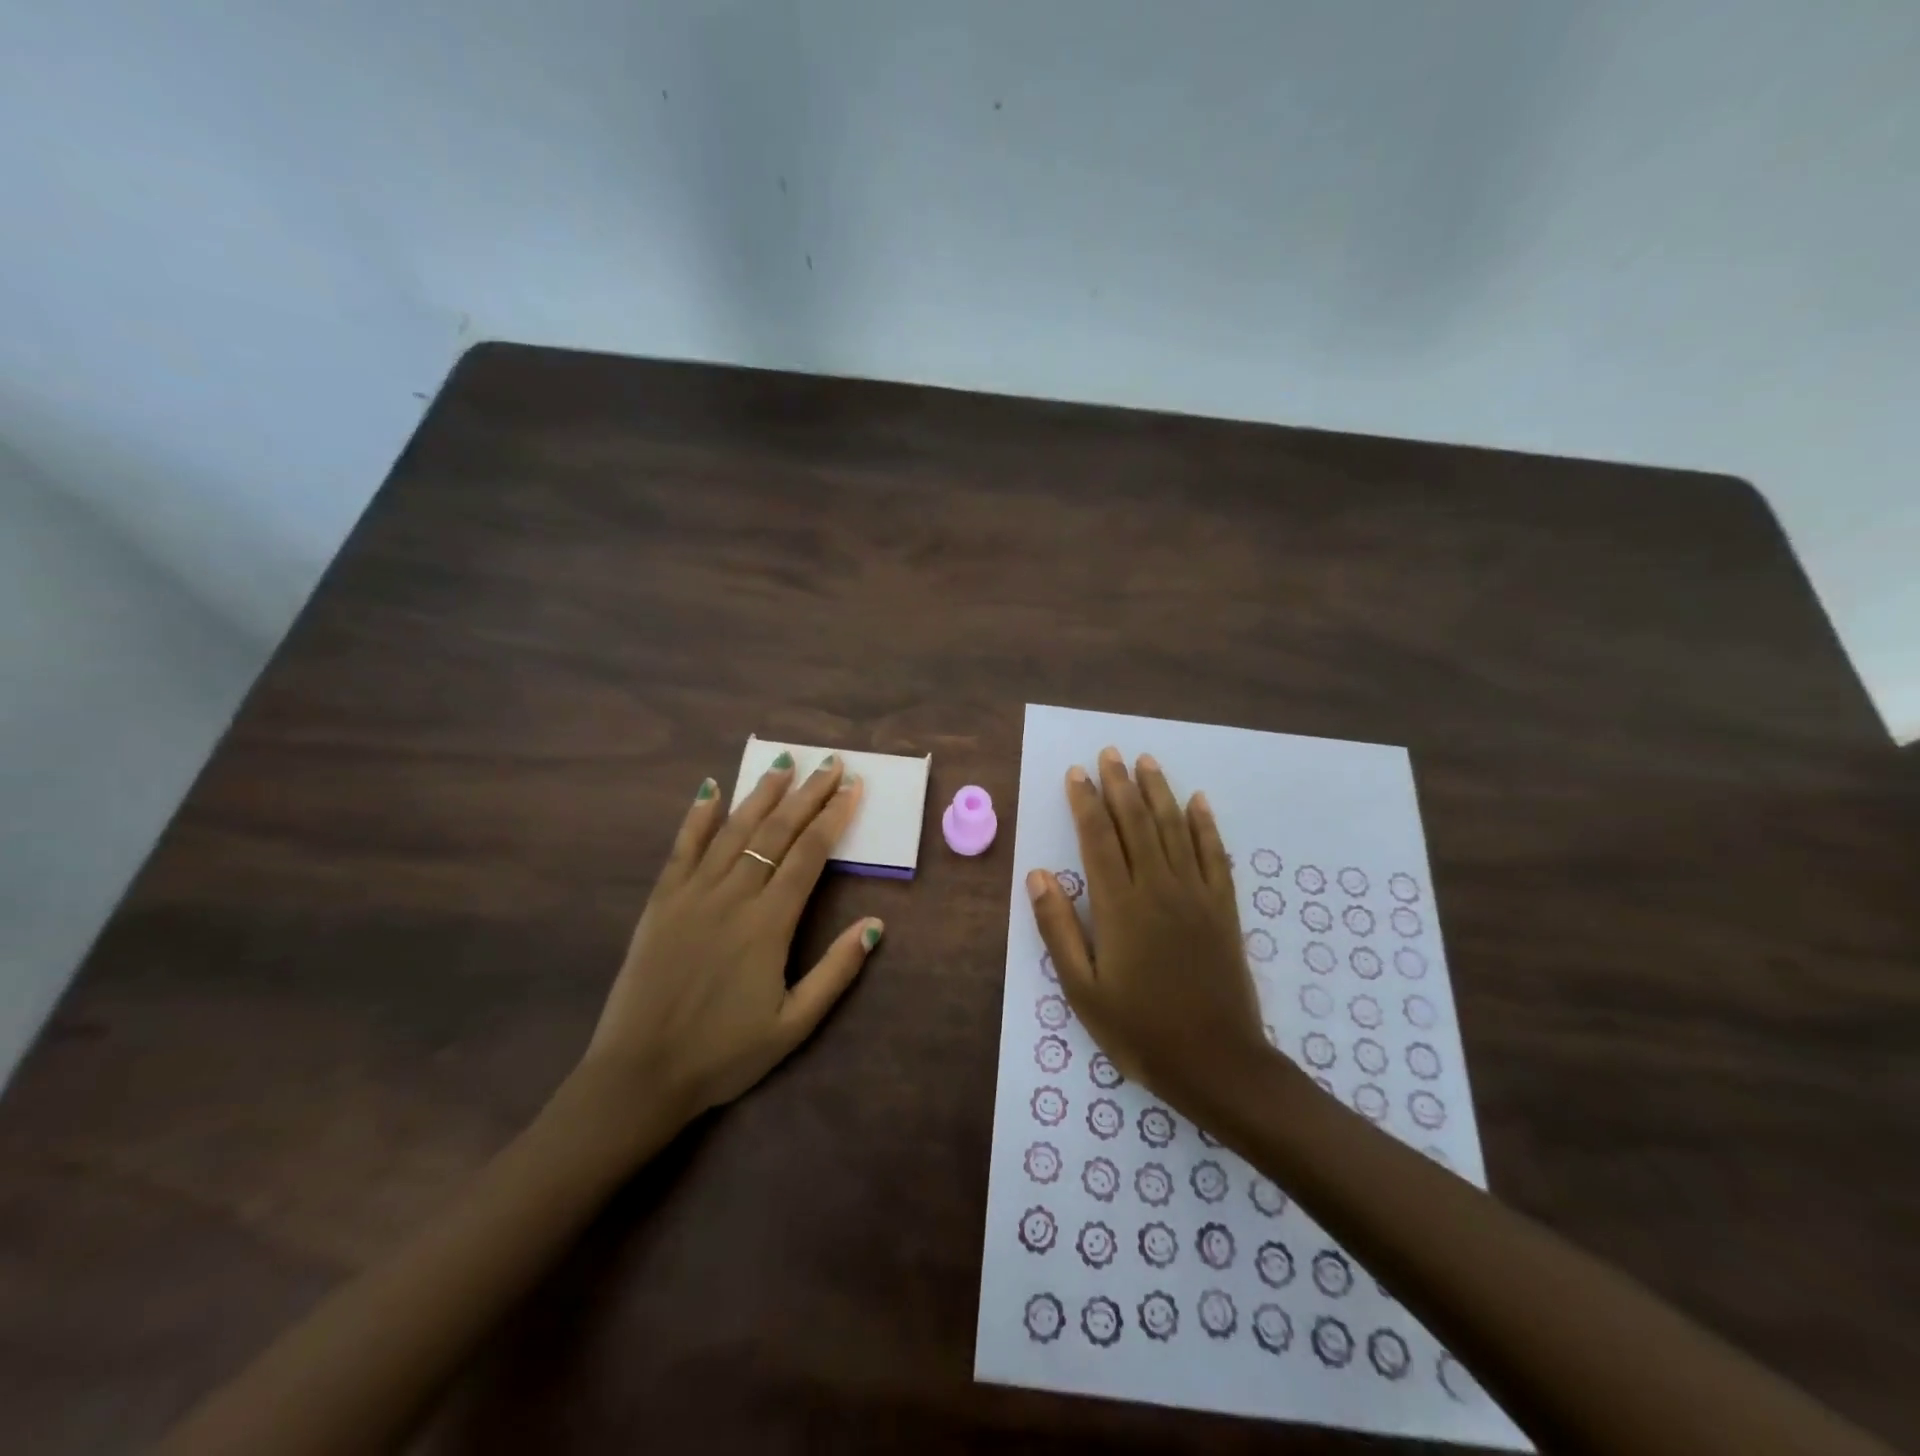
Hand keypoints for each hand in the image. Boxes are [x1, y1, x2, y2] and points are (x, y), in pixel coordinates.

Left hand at [581, 753, 882, 1126]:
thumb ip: (836, 971)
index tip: (852, 788)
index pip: (810, 855)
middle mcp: (733, 896)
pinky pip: (682, 848)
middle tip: (830, 762)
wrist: (640, 1074)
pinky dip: (698, 816)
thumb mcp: (794, 1024)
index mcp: (769, 923)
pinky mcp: (662, 901)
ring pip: (733, 830)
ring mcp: (693, 894)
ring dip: (761, 794)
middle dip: (807, 794)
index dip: (834, 818)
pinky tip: (710, 788)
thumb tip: (876, 924)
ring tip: (783, 763)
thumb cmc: (723, 1053)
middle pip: (776, 832)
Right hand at [1026, 747, 1268, 1116]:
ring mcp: (1195, 895)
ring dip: (1158, 792)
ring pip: (1174, 829)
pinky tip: (1198, 801)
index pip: (1097, 839)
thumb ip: (1058, 928)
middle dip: (1120, 785)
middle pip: (1136, 823)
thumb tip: (1038, 874)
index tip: (1076, 772)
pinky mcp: (1223, 909)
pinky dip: (1205, 825)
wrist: (1216, 1063)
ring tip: (1146, 761)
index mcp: (1119, 906)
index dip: (1085, 802)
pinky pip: (1214, 855)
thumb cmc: (1139, 1030)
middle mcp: (1158, 888)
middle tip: (1109, 752)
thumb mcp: (1082, 989)